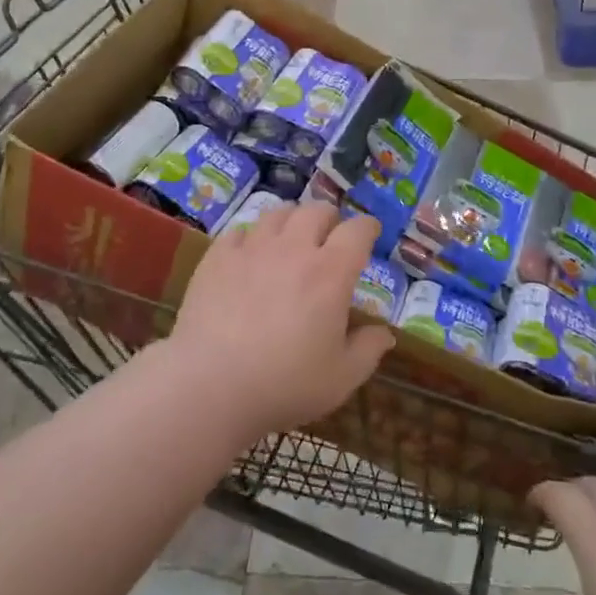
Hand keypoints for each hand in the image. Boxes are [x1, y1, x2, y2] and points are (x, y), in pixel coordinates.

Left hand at [169, 201, 393, 443]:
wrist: (210, 384)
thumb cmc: (284, 383)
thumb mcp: (341, 377)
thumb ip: (368, 350)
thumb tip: (385, 333)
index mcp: (331, 272)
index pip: (357, 230)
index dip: (368, 227)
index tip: (370, 234)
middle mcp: (294, 249)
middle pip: (317, 210)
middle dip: (330, 219)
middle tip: (329, 238)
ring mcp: (252, 249)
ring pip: (278, 213)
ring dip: (292, 220)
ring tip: (291, 238)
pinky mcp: (218, 257)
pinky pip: (239, 231)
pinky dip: (250, 237)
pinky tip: (249, 255)